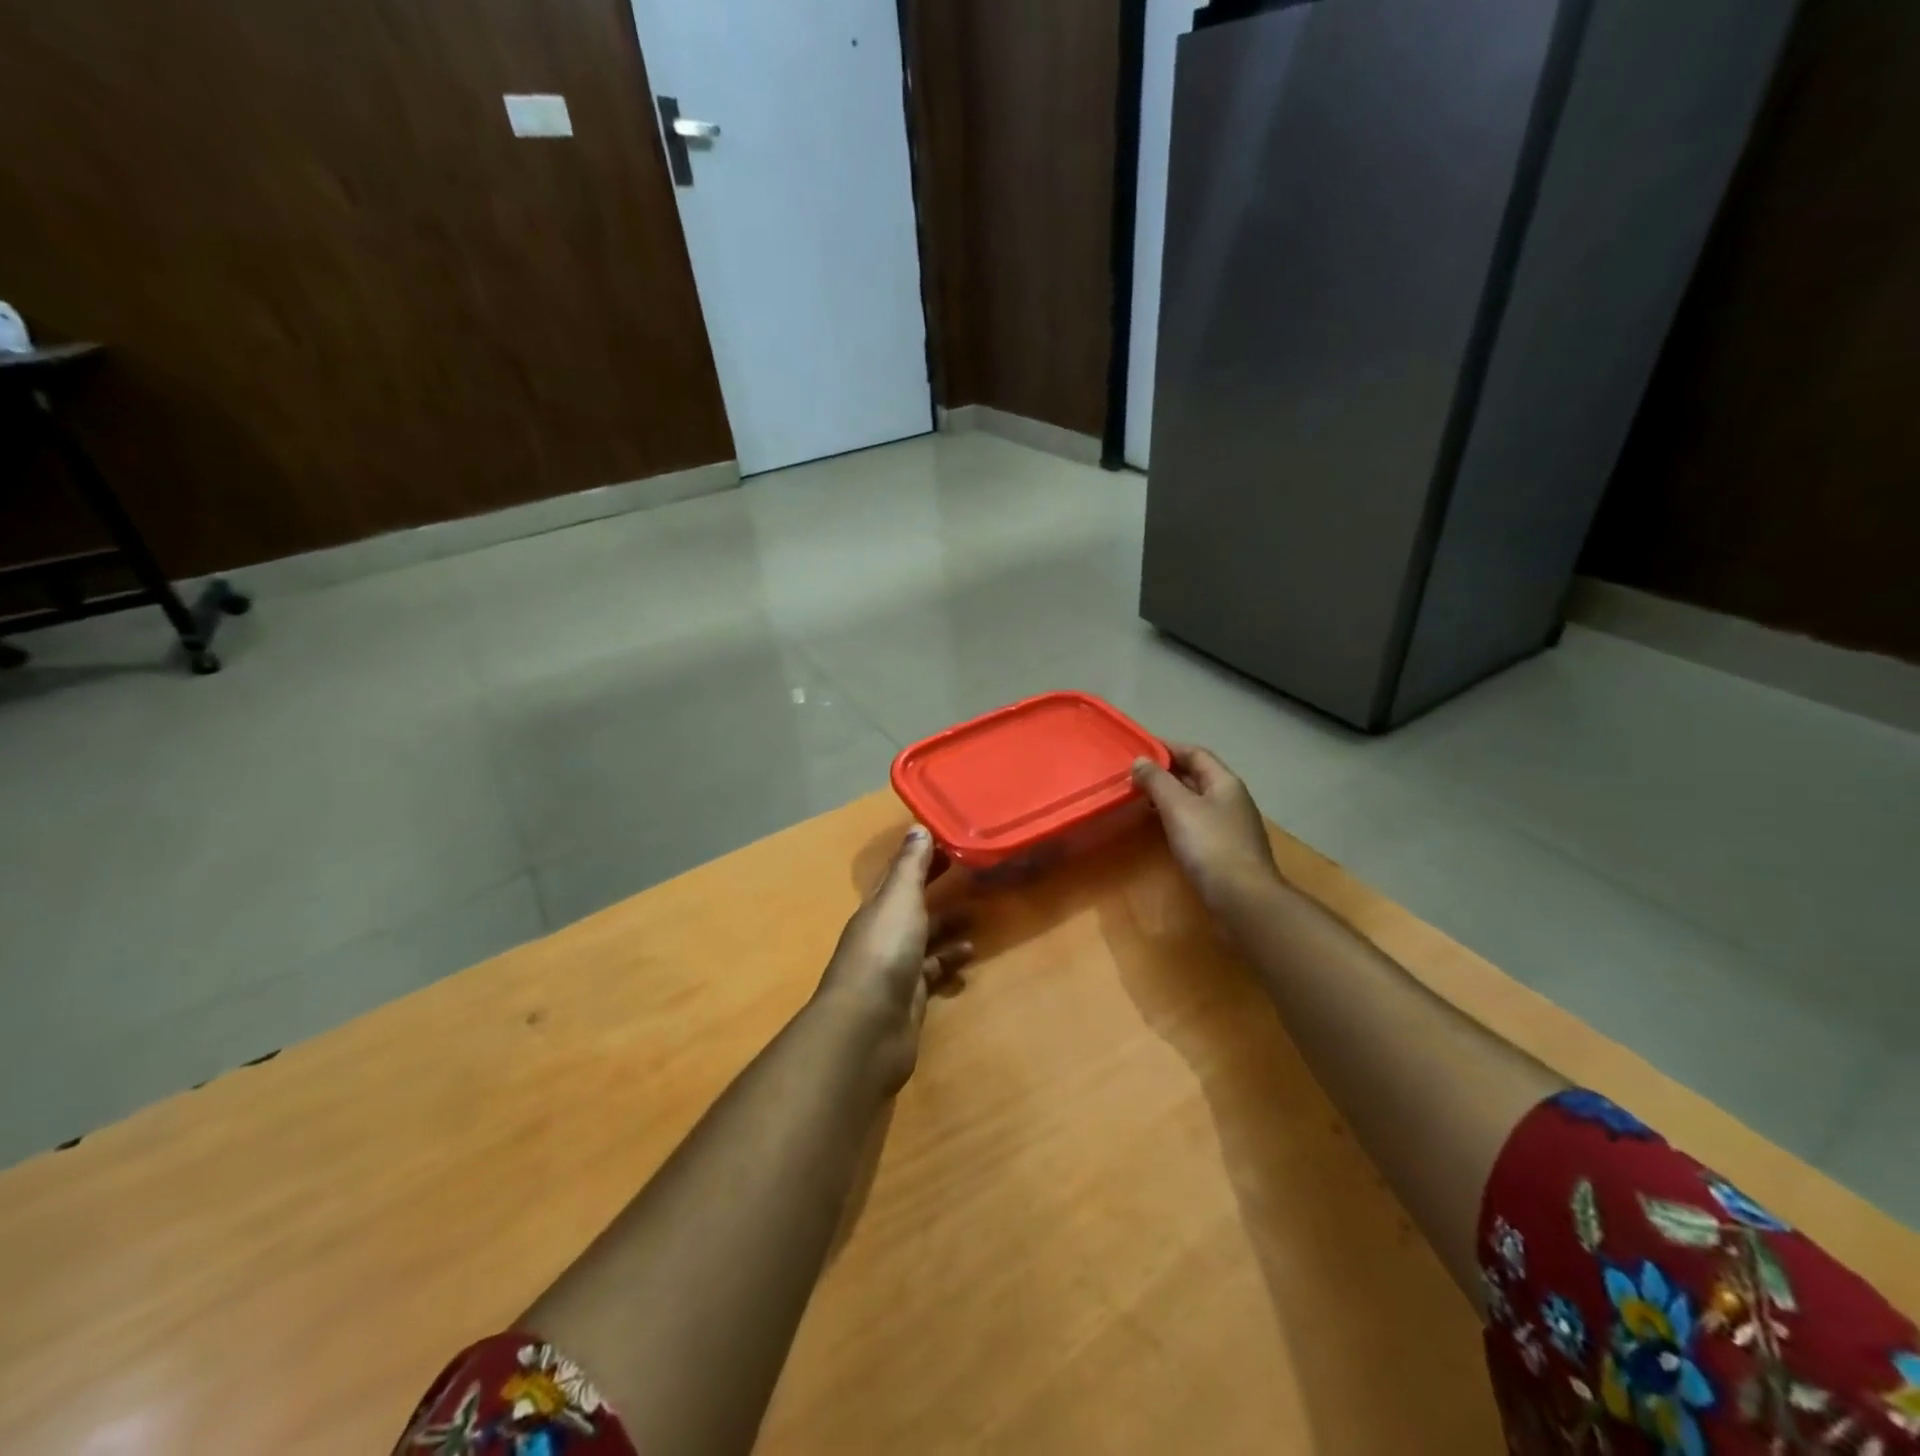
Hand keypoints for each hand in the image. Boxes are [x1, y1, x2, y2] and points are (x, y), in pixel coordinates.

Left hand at [813, 825, 971, 1093]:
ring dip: (948, 925)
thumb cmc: (884, 952)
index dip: (922, 856)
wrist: (867, 1028)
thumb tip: (918, 827)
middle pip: (913, 904)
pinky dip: (950, 962)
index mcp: (878, 907)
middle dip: (937, 887)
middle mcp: (884, 933)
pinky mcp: (910, 997)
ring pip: (926, 938)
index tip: (950, 840)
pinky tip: (970, 958)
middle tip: (970, 871)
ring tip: (979, 915)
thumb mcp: (899, 900)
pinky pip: (934, 972)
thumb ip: (910, 866)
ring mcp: (895, 967)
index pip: (900, 873)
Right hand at [1132, 743, 1280, 916]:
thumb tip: (1140, 760)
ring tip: (1141, 799)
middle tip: (1134, 775)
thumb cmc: (1210, 846)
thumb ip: (1158, 781)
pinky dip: (1177, 819)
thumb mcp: (1178, 807)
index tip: (1138, 749)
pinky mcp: (1225, 850)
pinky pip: (1197, 824)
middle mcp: (1231, 799)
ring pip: (1196, 801)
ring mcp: (1231, 826)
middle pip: (1197, 776)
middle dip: (1166, 773)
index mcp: (1225, 782)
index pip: (1195, 753)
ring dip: (1170, 797)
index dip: (1167, 748)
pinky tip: (1161, 828)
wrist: (1243, 899)